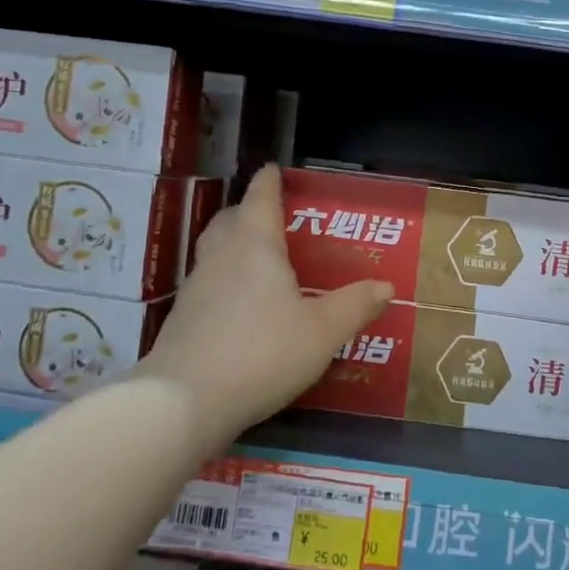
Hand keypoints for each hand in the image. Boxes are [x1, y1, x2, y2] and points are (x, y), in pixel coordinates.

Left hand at [135, 165, 392, 450]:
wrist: (185, 400)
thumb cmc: (263, 352)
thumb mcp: (322, 331)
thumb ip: (355, 306)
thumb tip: (385, 286)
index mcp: (255, 245)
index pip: (260, 198)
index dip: (270, 182)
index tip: (274, 169)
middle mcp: (220, 257)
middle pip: (230, 219)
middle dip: (248, 211)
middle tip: (272, 219)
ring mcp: (196, 287)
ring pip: (214, 251)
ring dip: (233, 246)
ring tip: (260, 261)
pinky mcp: (183, 319)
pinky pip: (208, 284)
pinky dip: (225, 280)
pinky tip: (241, 306)